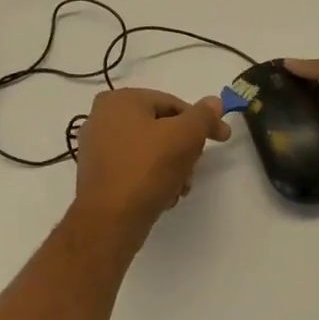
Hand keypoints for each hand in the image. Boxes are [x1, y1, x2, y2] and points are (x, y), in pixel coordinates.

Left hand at [72, 88, 230, 232]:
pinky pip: (134, 168)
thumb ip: (203, 116)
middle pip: (160, 127)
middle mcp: (102, 118)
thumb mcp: (185, 135)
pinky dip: (152, 179)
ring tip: (180, 188)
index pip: (171, 103)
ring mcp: (97, 148)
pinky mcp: (99, 175)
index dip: (200, 121)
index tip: (222, 137)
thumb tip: (214, 102)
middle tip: (194, 168)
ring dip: (172, 167)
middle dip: (184, 148)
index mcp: (119, 99)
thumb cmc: (147, 168)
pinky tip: (163, 197)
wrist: (110, 220)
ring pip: (149, 150)